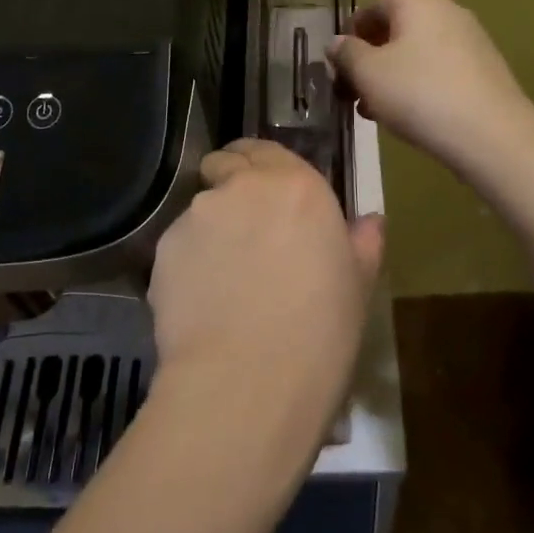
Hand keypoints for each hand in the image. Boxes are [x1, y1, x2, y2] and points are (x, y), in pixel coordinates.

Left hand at [148, 139, 384, 427]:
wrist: (247, 383)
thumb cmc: (319, 333)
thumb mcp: (357, 287)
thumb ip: (361, 243)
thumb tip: (369, 222)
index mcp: (296, 186)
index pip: (266, 149)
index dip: (261, 166)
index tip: (265, 190)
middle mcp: (242, 187)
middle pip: (226, 166)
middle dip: (231, 185)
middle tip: (245, 231)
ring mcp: (197, 215)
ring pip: (201, 209)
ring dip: (212, 229)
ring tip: (223, 279)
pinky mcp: (164, 249)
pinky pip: (179, 247)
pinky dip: (188, 263)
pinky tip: (202, 303)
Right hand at [328, 0, 533, 181]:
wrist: (491, 134)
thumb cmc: (419, 94)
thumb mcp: (367, 73)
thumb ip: (346, 53)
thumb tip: (337, 42)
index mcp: (416, 0)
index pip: (372, 6)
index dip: (350, 35)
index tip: (338, 66)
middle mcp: (446, 10)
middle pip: (396, 30)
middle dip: (370, 60)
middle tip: (353, 92)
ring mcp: (470, 38)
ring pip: (417, 53)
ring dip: (391, 77)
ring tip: (376, 112)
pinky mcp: (485, 68)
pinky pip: (440, 70)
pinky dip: (419, 86)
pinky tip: (410, 116)